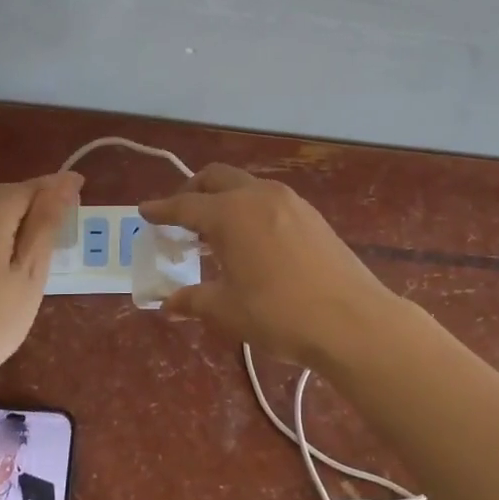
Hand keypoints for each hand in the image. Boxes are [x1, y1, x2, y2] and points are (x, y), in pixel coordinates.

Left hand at [0, 172, 81, 384]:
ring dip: (7, 213)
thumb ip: (45, 223)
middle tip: (59, 213)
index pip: (26, 187)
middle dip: (30, 197)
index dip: (54, 185)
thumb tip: (64, 183)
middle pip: (0, 194)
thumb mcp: (29, 273)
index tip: (79, 186)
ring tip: (31, 234)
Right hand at [140, 165, 397, 367]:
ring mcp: (290, 202)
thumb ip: (193, 300)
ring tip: (214, 229)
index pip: (185, 206)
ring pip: (246, 185)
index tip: (145, 211)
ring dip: (224, 198)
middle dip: (192, 191)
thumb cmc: (279, 314)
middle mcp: (258, 196)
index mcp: (230, 214)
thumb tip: (167, 302)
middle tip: (179, 215)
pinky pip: (269, 199)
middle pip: (216, 178)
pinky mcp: (312, 215)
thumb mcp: (227, 311)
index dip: (161, 210)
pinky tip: (251, 238)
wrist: (352, 321)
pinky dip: (249, 208)